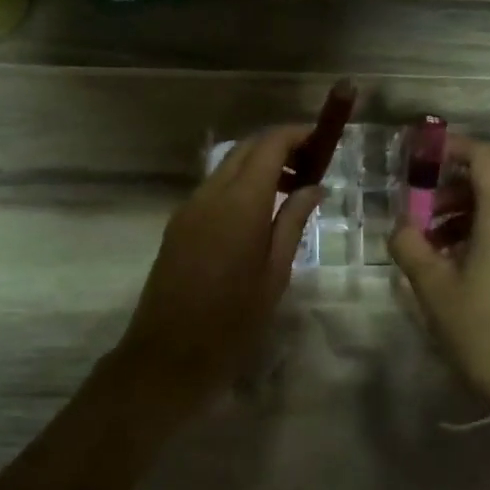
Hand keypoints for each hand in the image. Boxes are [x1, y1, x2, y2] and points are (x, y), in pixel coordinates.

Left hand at [105, 125, 322, 418]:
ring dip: (258, 165)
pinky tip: (258, 212)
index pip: (268, 145)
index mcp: (240, 203)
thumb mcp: (275, 272)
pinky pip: (213, 188)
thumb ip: (293, 221)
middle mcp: (210, 194)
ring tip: (289, 190)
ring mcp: (189, 207)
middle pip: (245, 148)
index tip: (321, 141)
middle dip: (278, 146)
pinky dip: (239, 184)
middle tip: (310, 165)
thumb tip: (314, 187)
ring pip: (227, 166)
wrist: (168, 355)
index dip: (296, 134)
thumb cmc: (233, 320)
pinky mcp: (178, 223)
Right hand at [389, 135, 489, 410]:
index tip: (426, 157)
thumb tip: (401, 226)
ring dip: (471, 216)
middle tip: (424, 216)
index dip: (454, 148)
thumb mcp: (434, 289)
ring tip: (440, 248)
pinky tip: (470, 268)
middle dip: (454, 190)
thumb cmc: (484, 331)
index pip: (485, 156)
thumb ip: (410, 246)